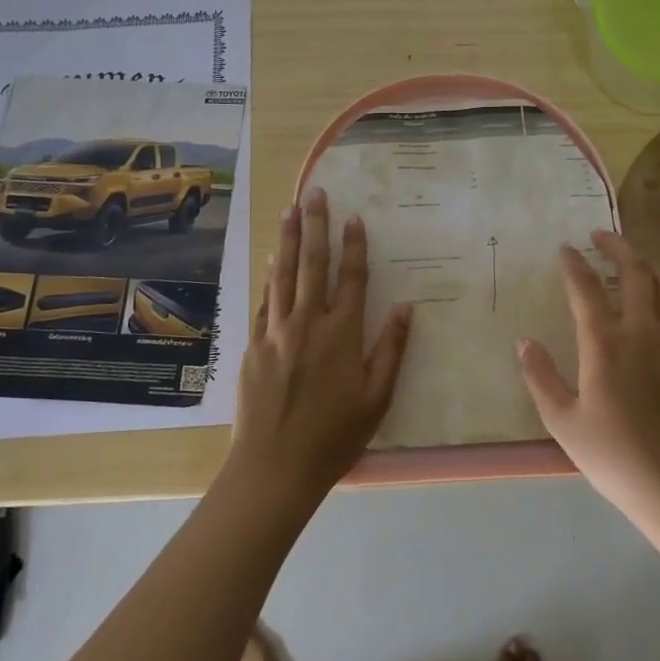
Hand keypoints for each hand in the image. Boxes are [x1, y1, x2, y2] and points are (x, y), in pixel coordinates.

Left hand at [227, 187, 413, 502]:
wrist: (274, 466)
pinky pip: (264, 301)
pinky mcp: (254, 345)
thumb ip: (391, 350)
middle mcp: (307, 323)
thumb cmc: (334, 437)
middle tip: (315, 194)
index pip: (350, 278)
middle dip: (316, 226)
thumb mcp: (377, 399)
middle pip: (312, 265)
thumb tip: (405, 308)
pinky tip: (272, 262)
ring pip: (283, 275)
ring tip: (290, 210)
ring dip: (288, 240)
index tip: (354, 217)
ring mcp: (275, 332)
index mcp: (341, 334)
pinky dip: (270, 277)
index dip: (354, 246)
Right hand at [516, 231, 659, 517]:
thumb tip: (525, 343)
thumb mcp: (562, 420)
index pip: (586, 288)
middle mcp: (644, 332)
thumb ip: (541, 377)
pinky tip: (658, 308)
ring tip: (632, 263)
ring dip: (648, 267)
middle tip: (600, 236)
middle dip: (618, 247)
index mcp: (606, 343)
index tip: (565, 248)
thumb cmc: (613, 454)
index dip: (574, 264)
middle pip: (637, 272)